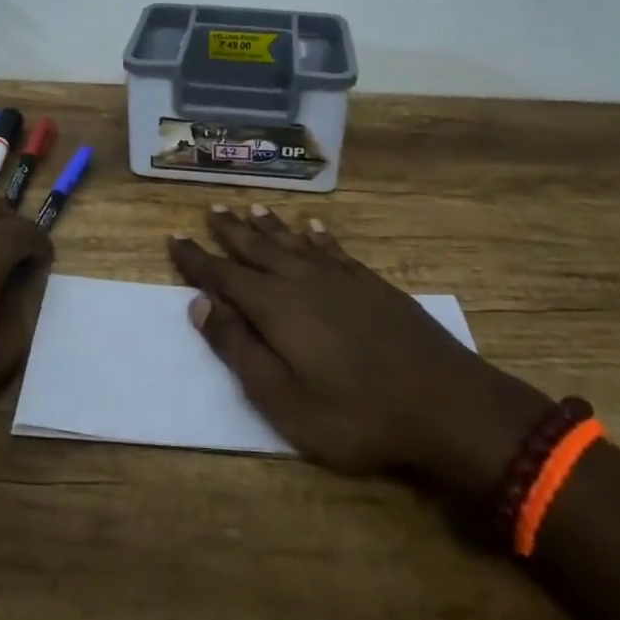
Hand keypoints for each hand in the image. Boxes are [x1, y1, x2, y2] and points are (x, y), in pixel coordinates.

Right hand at [168, 204, 552, 499]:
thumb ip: (238, 348)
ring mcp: (341, 279)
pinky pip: (335, 249)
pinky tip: (313, 226)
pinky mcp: (372, 284)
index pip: (223, 276)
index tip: (174, 238)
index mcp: (274, 306)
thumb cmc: (354, 413)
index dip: (196, 259)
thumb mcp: (281, 397)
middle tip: (210, 208)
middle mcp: (302, 280)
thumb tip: (199, 304)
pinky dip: (319, 236)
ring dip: (270, 225)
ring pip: (294, 241)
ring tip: (251, 207)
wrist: (445, 404)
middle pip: (257, 248)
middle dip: (230, 230)